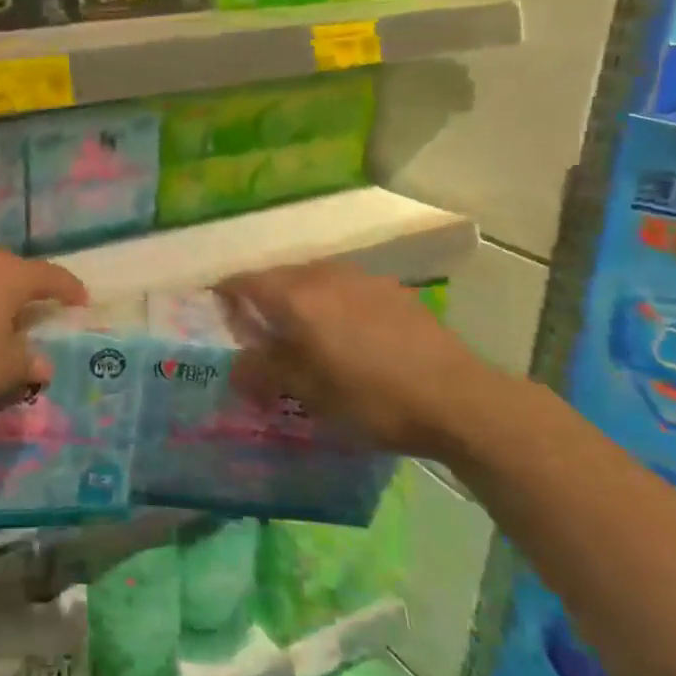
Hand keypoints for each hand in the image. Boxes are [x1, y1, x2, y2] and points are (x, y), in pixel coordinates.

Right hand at [215, 260, 501, 459]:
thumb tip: (236, 366)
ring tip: (300, 332)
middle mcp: (324, 276)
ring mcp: (362, 279)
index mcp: (297, 298)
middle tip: (256, 330)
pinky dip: (330, 302)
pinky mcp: (392, 290)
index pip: (244, 282)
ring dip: (297, 298)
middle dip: (261, 298)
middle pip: (278, 276)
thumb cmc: (372, 399)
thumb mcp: (309, 394)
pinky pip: (344, 287)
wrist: (458, 399)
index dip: (224, 295)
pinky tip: (345, 333)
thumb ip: (265, 372)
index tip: (216, 313)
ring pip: (313, 279)